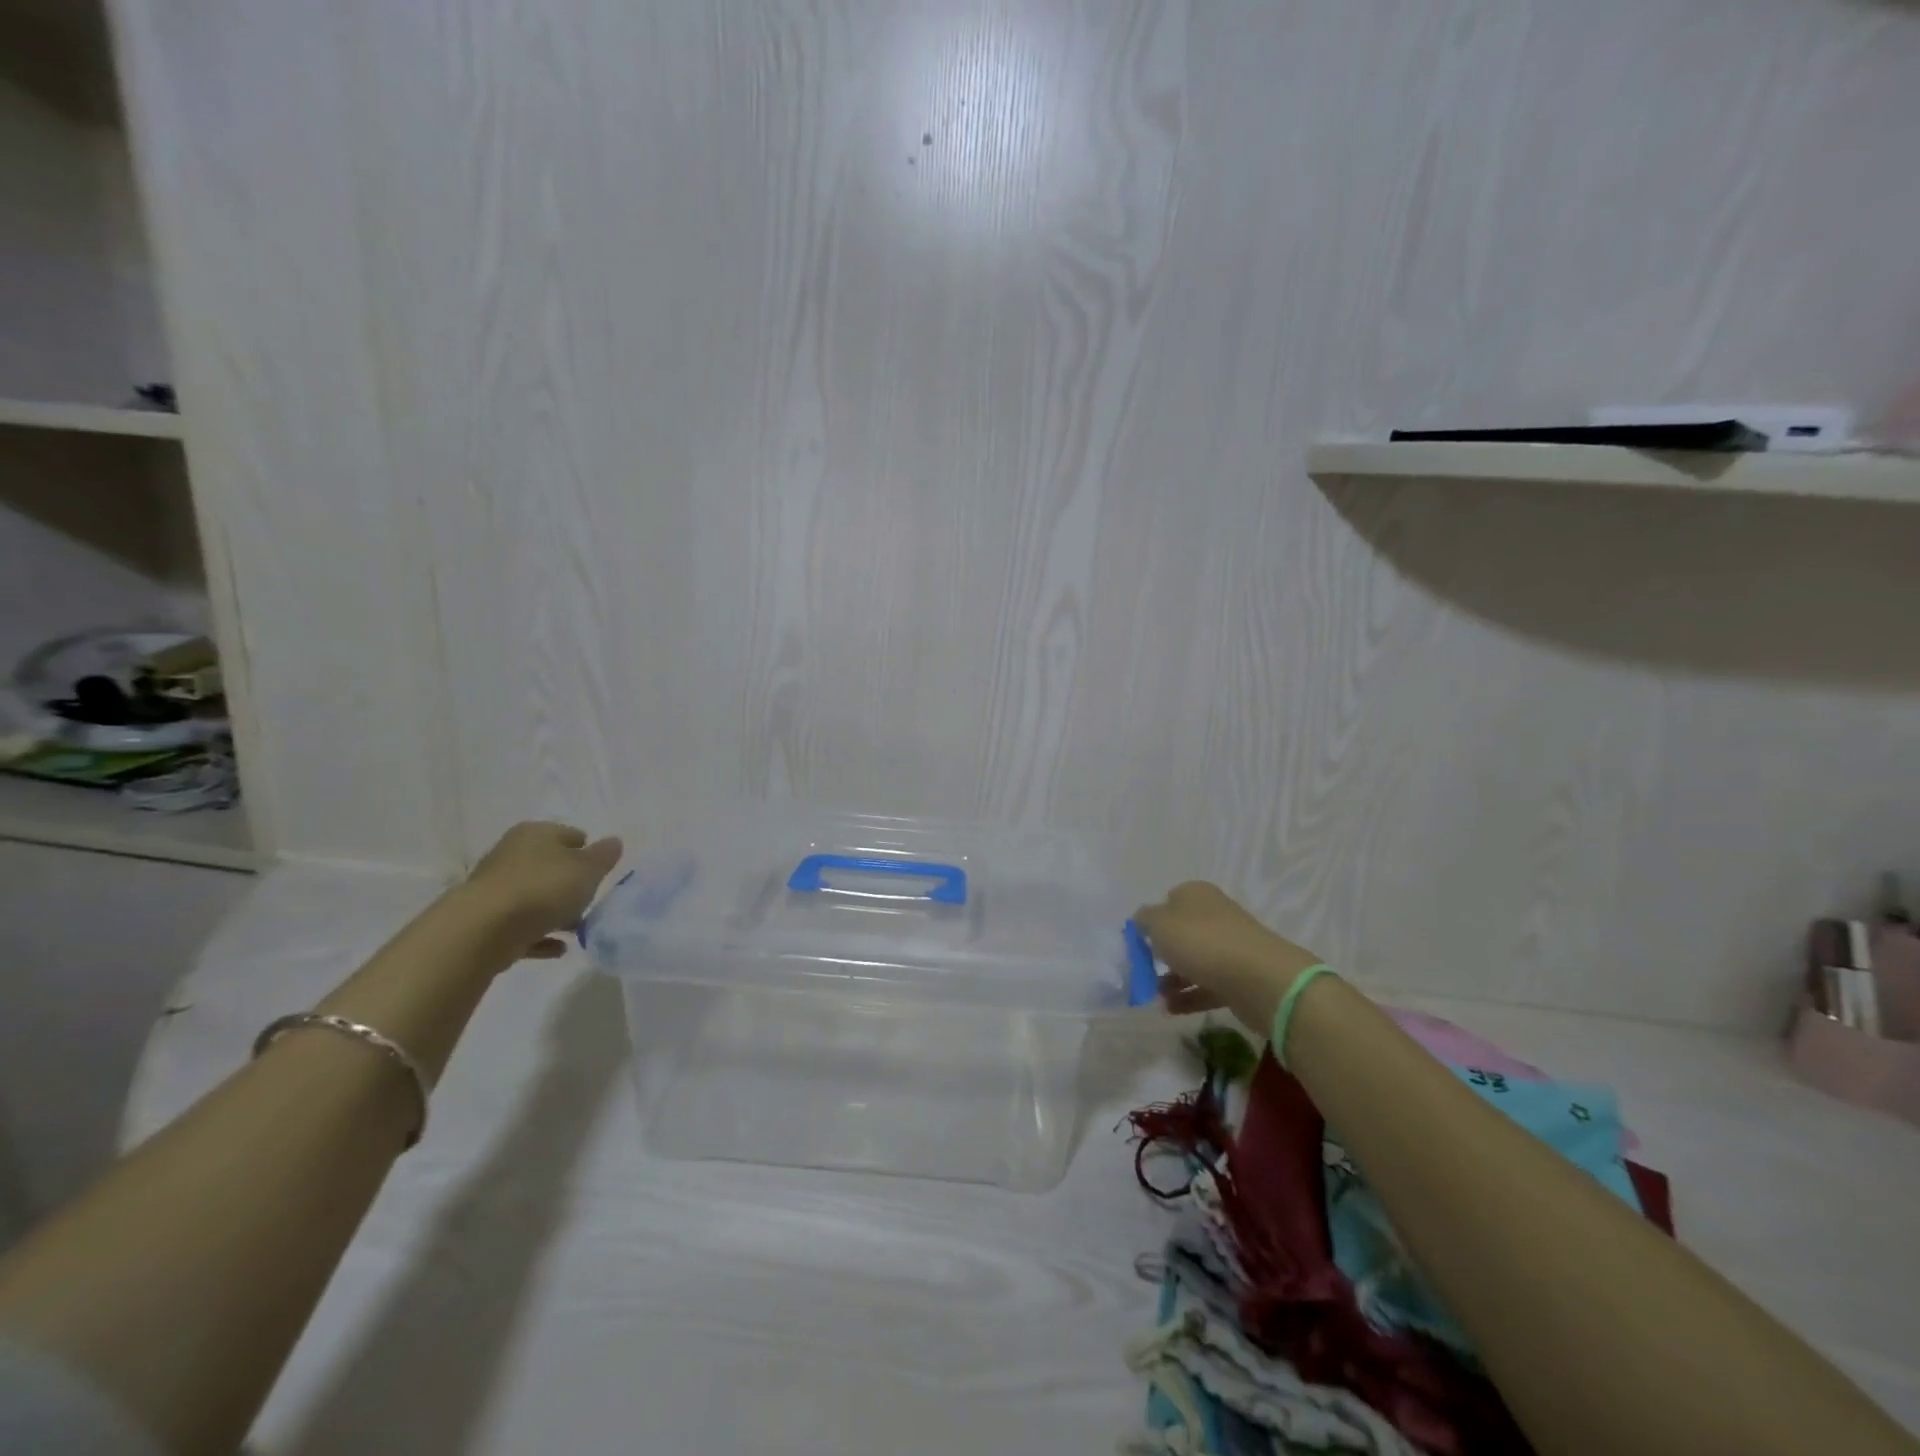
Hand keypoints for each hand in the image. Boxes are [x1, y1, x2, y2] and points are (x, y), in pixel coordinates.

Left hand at [464, 821, 623, 958]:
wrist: (481, 931)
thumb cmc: (543, 888)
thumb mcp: (588, 869)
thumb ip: (604, 856)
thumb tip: (614, 842)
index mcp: (536, 833)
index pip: (570, 835)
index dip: (589, 851)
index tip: (602, 872)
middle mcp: (511, 854)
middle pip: (550, 866)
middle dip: (571, 883)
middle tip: (590, 900)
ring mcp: (494, 888)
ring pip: (534, 896)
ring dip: (555, 911)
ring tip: (577, 929)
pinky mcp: (484, 921)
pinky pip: (521, 926)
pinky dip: (539, 935)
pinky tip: (558, 948)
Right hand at [1134, 881, 1321, 1031]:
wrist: (1259, 978)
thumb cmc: (1200, 941)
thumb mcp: (1158, 923)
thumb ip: (1144, 920)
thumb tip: (1142, 920)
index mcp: (1196, 894)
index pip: (1168, 901)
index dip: (1151, 921)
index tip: (1138, 944)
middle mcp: (1215, 915)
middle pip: (1181, 933)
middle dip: (1162, 954)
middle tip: (1145, 971)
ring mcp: (1230, 946)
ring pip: (1195, 961)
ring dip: (1173, 979)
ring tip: (1157, 996)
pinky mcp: (1240, 977)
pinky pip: (1209, 985)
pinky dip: (1190, 997)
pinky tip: (1172, 1010)